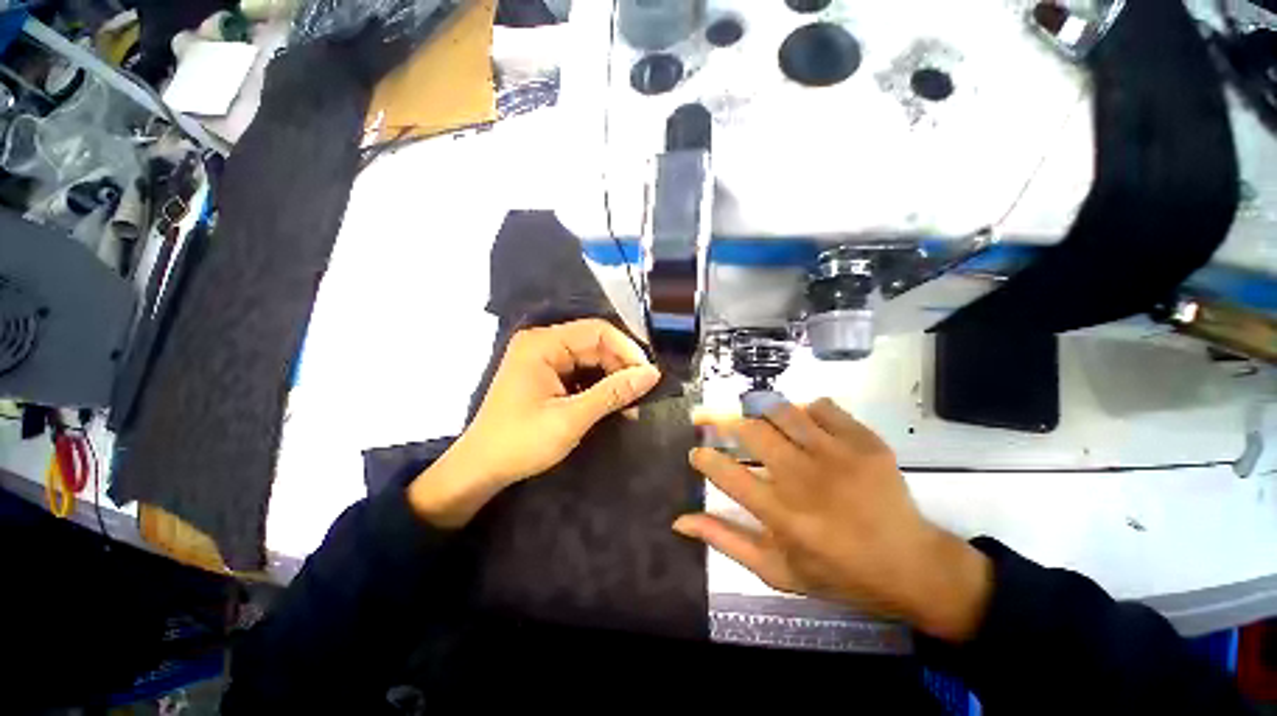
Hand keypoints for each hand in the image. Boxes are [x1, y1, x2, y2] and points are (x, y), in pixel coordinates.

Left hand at [409, 319, 660, 527]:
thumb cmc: (521, 442)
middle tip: (643, 393)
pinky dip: (600, 386)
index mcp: (543, 343)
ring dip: (614, 378)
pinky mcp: (546, 374)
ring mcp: (544, 358)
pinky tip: (614, 404)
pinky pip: (582, 371)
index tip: (649, 376)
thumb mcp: (571, 418)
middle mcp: (543, 342)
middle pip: (596, 343)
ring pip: (592, 358)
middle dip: (622, 366)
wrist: (481, 470)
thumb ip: (613, 393)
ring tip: (631, 404)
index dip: (628, 349)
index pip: (597, 331)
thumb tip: (652, 375)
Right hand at [674, 399, 992, 641]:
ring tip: (758, 423)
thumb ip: (726, 541)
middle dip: (723, 422)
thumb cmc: (839, 572)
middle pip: (751, 430)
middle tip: (716, 425)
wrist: (913, 566)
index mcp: (783, 517)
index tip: (696, 452)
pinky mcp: (865, 442)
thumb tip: (680, 520)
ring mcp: (839, 456)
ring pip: (782, 410)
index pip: (727, 475)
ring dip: (760, 412)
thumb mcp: (777, 570)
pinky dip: (804, 411)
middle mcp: (806, 480)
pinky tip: (805, 427)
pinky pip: (821, 407)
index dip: (704, 457)